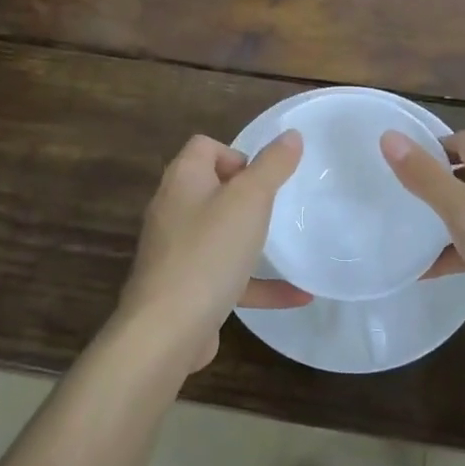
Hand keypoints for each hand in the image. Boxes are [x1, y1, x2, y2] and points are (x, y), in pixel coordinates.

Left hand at [114, 131, 307, 372]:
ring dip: (252, 239)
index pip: (205, 146)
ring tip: (286, 244)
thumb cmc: (209, 252)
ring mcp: (176, 251)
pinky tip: (297, 295)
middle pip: (211, 188)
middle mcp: (173, 210)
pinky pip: (226, 276)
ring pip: (218, 234)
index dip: (236, 154)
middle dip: (246, 196)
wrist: (167, 331)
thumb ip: (272, 166)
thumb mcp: (250, 200)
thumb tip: (291, 134)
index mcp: (183, 180)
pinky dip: (257, 282)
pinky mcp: (185, 288)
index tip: (263, 178)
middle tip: (275, 209)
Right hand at [381, 129, 464, 333]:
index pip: (463, 140)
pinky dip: (458, 252)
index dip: (431, 147)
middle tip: (396, 197)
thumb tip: (388, 136)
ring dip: (444, 221)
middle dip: (434, 184)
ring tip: (406, 234)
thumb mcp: (464, 211)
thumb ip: (426, 177)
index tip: (396, 164)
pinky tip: (431, 272)